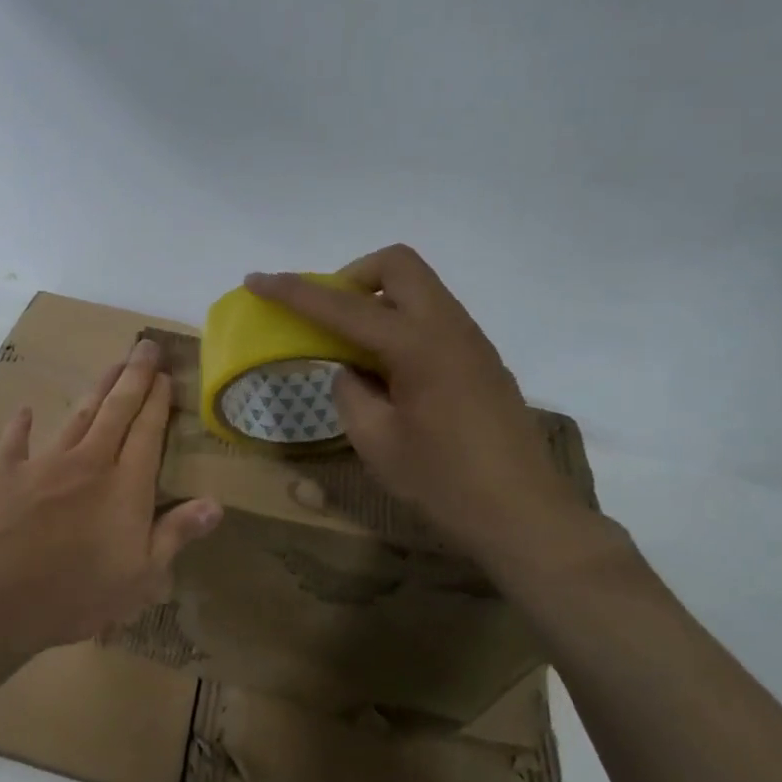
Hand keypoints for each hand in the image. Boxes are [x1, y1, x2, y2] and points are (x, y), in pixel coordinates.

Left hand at [0, 338, 222, 661]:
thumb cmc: (76, 596)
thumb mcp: (140, 578)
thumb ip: (175, 534)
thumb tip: (216, 503)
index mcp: (124, 487)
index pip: (147, 432)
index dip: (158, 401)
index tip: (166, 374)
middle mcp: (88, 462)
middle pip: (116, 410)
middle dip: (134, 376)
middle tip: (145, 346)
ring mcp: (43, 463)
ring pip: (77, 416)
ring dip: (97, 389)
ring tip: (111, 365)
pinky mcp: (3, 472)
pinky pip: (15, 440)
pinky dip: (22, 424)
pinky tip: (27, 410)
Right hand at [246, 245, 597, 575]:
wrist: (524, 516)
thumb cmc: (443, 482)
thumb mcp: (376, 441)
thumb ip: (350, 393)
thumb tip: (351, 371)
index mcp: (418, 345)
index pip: (343, 306)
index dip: (294, 291)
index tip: (257, 280)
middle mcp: (449, 328)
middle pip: (397, 266)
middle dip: (351, 277)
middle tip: (326, 316)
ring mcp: (472, 341)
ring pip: (418, 290)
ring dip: (377, 302)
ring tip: (351, 350)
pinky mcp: (481, 360)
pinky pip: (433, 319)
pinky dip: (399, 325)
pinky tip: (386, 374)